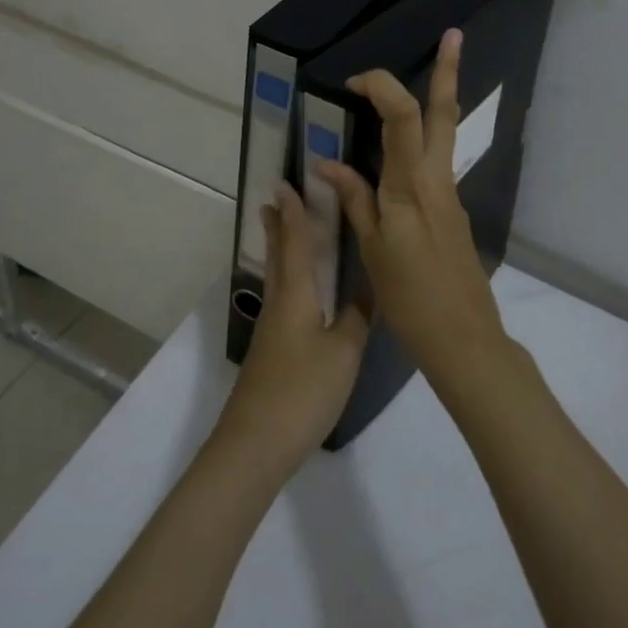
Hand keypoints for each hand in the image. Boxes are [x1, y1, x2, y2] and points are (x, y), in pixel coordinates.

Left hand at [216, 183, 369, 471]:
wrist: (256, 443)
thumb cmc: (303, 391)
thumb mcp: (344, 352)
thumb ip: (359, 317)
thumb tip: (371, 287)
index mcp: (296, 296)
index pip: (295, 243)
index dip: (293, 213)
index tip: (286, 184)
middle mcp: (280, 304)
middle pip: (278, 255)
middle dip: (278, 226)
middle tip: (275, 199)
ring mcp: (271, 329)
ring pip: (277, 276)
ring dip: (280, 249)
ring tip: (283, 232)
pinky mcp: (271, 351)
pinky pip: (281, 298)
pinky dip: (288, 278)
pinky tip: (298, 292)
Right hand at [314, 29, 507, 387]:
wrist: (463, 337)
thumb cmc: (411, 297)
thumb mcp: (373, 249)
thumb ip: (356, 200)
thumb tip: (329, 164)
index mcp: (412, 186)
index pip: (403, 117)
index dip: (381, 88)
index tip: (355, 82)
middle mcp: (437, 180)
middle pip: (443, 114)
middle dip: (449, 71)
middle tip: (455, 35)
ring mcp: (450, 195)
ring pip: (444, 135)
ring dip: (438, 101)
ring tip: (432, 75)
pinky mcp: (453, 211)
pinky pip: (434, 164)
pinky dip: (420, 144)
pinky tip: (399, 156)